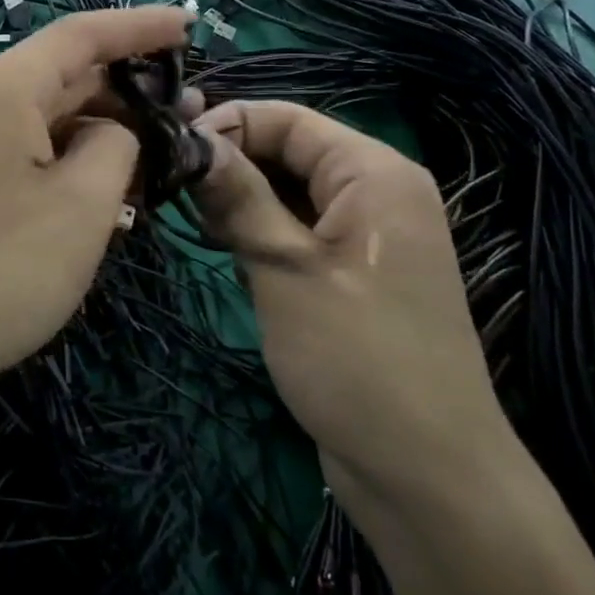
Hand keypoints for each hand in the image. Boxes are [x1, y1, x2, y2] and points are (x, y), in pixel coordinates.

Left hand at [0, 6, 193, 411]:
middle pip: (64, 76)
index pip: (82, 34)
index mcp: (2, 88)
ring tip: (156, 159)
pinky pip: (24, 150)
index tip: (191, 25)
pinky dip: (69, 159)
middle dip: (128, 90)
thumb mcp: (86, 203)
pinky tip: (106, 191)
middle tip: (188, 114)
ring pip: (46, 117)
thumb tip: (113, 132)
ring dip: (101, 132)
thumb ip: (118, 144)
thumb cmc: (3, 270)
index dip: (141, 26)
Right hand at [191, 100, 513, 508]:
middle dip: (229, 163)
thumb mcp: (286, 269)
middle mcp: (375, 192)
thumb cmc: (357, 359)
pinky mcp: (351, 273)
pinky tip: (221, 246)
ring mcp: (365, 235)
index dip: (226, 124)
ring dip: (238, 199)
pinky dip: (258, 231)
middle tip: (169, 189)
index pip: (287, 118)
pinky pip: (297, 230)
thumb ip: (238, 196)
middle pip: (288, 151)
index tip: (168, 150)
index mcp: (374, 173)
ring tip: (189, 219)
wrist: (426, 476)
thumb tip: (192, 138)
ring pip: (287, 192)